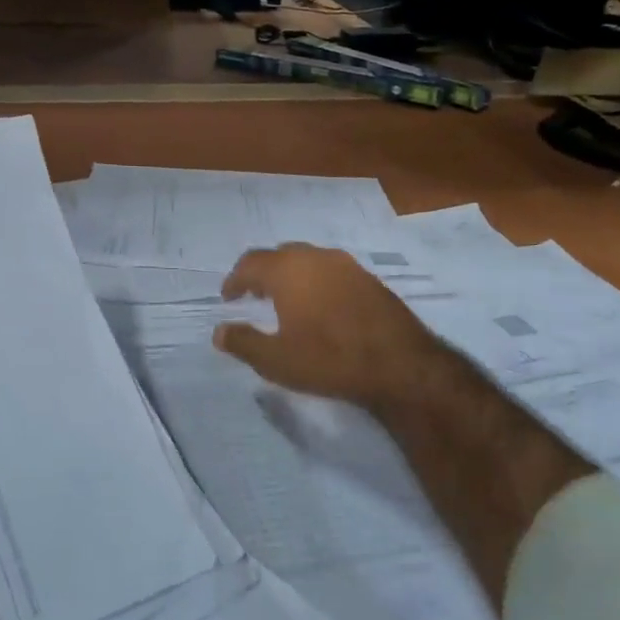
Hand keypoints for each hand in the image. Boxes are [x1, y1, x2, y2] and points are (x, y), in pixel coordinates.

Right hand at [212, 244, 442, 412]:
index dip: (235, 279)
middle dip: (262, 272)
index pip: (251, 263)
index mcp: (288, 270)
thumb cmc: (329, 359)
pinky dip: (316, 281)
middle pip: (279, 255)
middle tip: (254, 294)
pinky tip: (320, 306)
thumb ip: (243, 343)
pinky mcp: (369, 279)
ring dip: (291, 275)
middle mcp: (316, 257)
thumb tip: (219, 332)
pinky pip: (331, 271)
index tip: (228, 297)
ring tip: (285, 300)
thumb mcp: (277, 360)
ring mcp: (347, 265)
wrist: (399, 364)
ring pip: (308, 260)